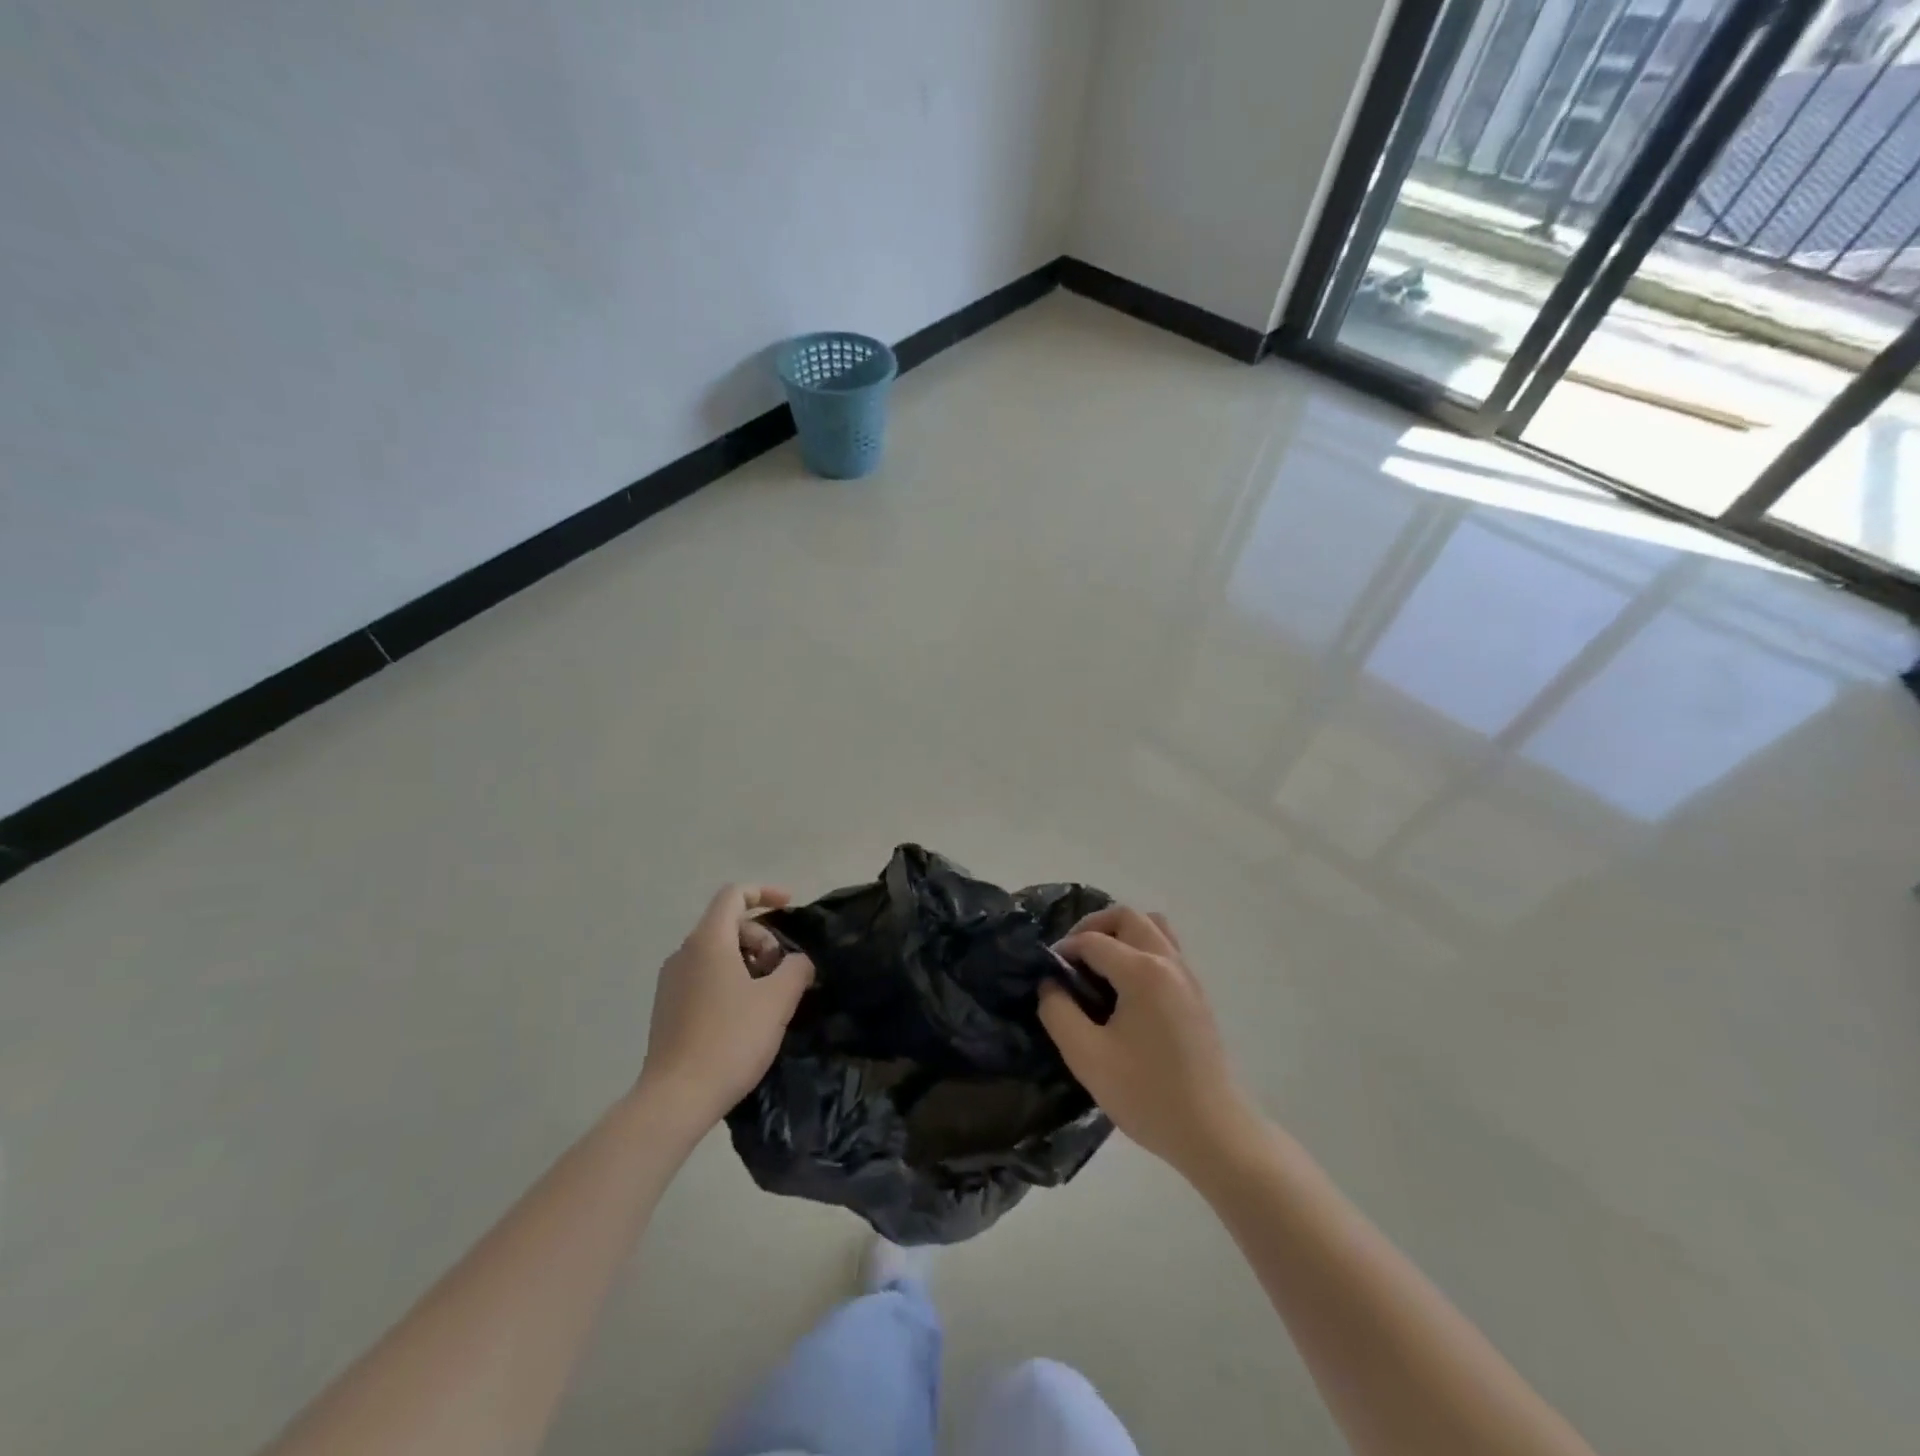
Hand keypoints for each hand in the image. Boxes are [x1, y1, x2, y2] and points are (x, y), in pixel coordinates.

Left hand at [639, 885, 813, 1126]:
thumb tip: (798, 962)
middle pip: (727, 924)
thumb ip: (796, 969)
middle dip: (762, 937)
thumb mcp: (778, 1000)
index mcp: (708, 941)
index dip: (765, 893)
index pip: (734, 895)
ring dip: (748, 961)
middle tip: (783, 970)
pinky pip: (704, 976)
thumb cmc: (730, 1039)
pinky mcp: (667, 1009)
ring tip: (768, 995)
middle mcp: (684, 953)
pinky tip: (746, 1015)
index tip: (791, 906)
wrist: (676, 1098)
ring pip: (716, 952)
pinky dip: (730, 980)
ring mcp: (671, 982)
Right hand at [1039, 906, 1259, 1174]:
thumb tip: (1050, 985)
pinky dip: (1140, 950)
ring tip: (1099, 966)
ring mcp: (1187, 976)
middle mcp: (1168, 961)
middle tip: (1072, 959)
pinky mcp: (1196, 994)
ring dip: (1121, 934)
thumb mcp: (1087, 1057)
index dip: (1064, 951)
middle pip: (1127, 917)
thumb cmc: (1147, 1094)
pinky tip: (1125, 988)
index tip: (1047, 976)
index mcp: (1142, 971)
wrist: (1213, 1132)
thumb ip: (1059, 1012)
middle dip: (1093, 928)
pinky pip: (1166, 949)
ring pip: (1152, 927)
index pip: (1092, 940)